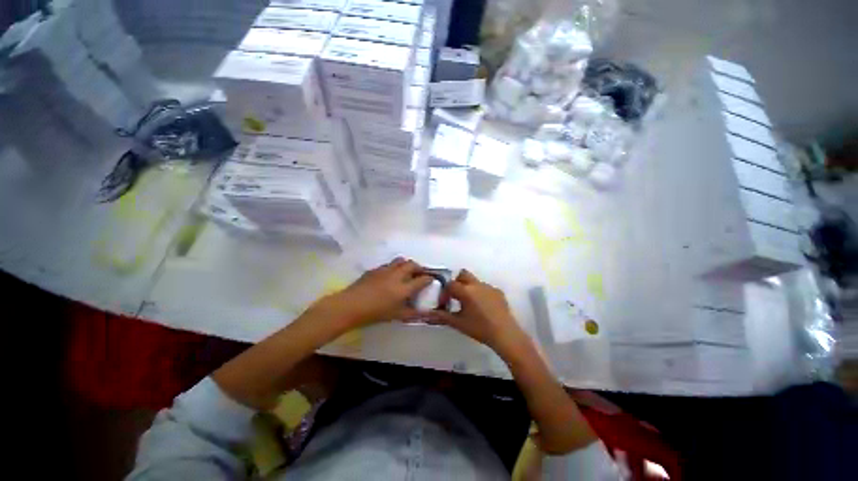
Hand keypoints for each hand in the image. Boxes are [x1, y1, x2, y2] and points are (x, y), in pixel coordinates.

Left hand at [314, 257, 432, 328]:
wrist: (350, 306)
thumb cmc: (375, 313)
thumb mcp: (397, 316)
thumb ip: (413, 313)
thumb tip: (426, 314)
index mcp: (404, 288)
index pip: (422, 279)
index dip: (429, 278)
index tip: (431, 279)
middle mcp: (397, 275)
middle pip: (412, 264)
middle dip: (419, 267)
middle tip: (419, 273)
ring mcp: (385, 270)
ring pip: (400, 260)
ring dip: (406, 265)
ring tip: (406, 272)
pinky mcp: (375, 269)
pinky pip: (388, 264)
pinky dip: (394, 267)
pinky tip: (389, 276)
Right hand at [429, 269, 529, 355]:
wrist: (505, 334)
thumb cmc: (479, 328)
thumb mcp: (458, 323)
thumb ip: (441, 317)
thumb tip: (425, 315)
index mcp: (466, 291)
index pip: (450, 285)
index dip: (444, 293)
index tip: (444, 304)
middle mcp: (477, 284)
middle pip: (463, 275)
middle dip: (457, 283)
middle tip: (456, 297)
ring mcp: (489, 287)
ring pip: (475, 281)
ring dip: (469, 288)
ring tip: (470, 304)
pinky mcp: (498, 292)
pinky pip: (486, 288)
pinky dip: (481, 293)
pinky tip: (483, 307)